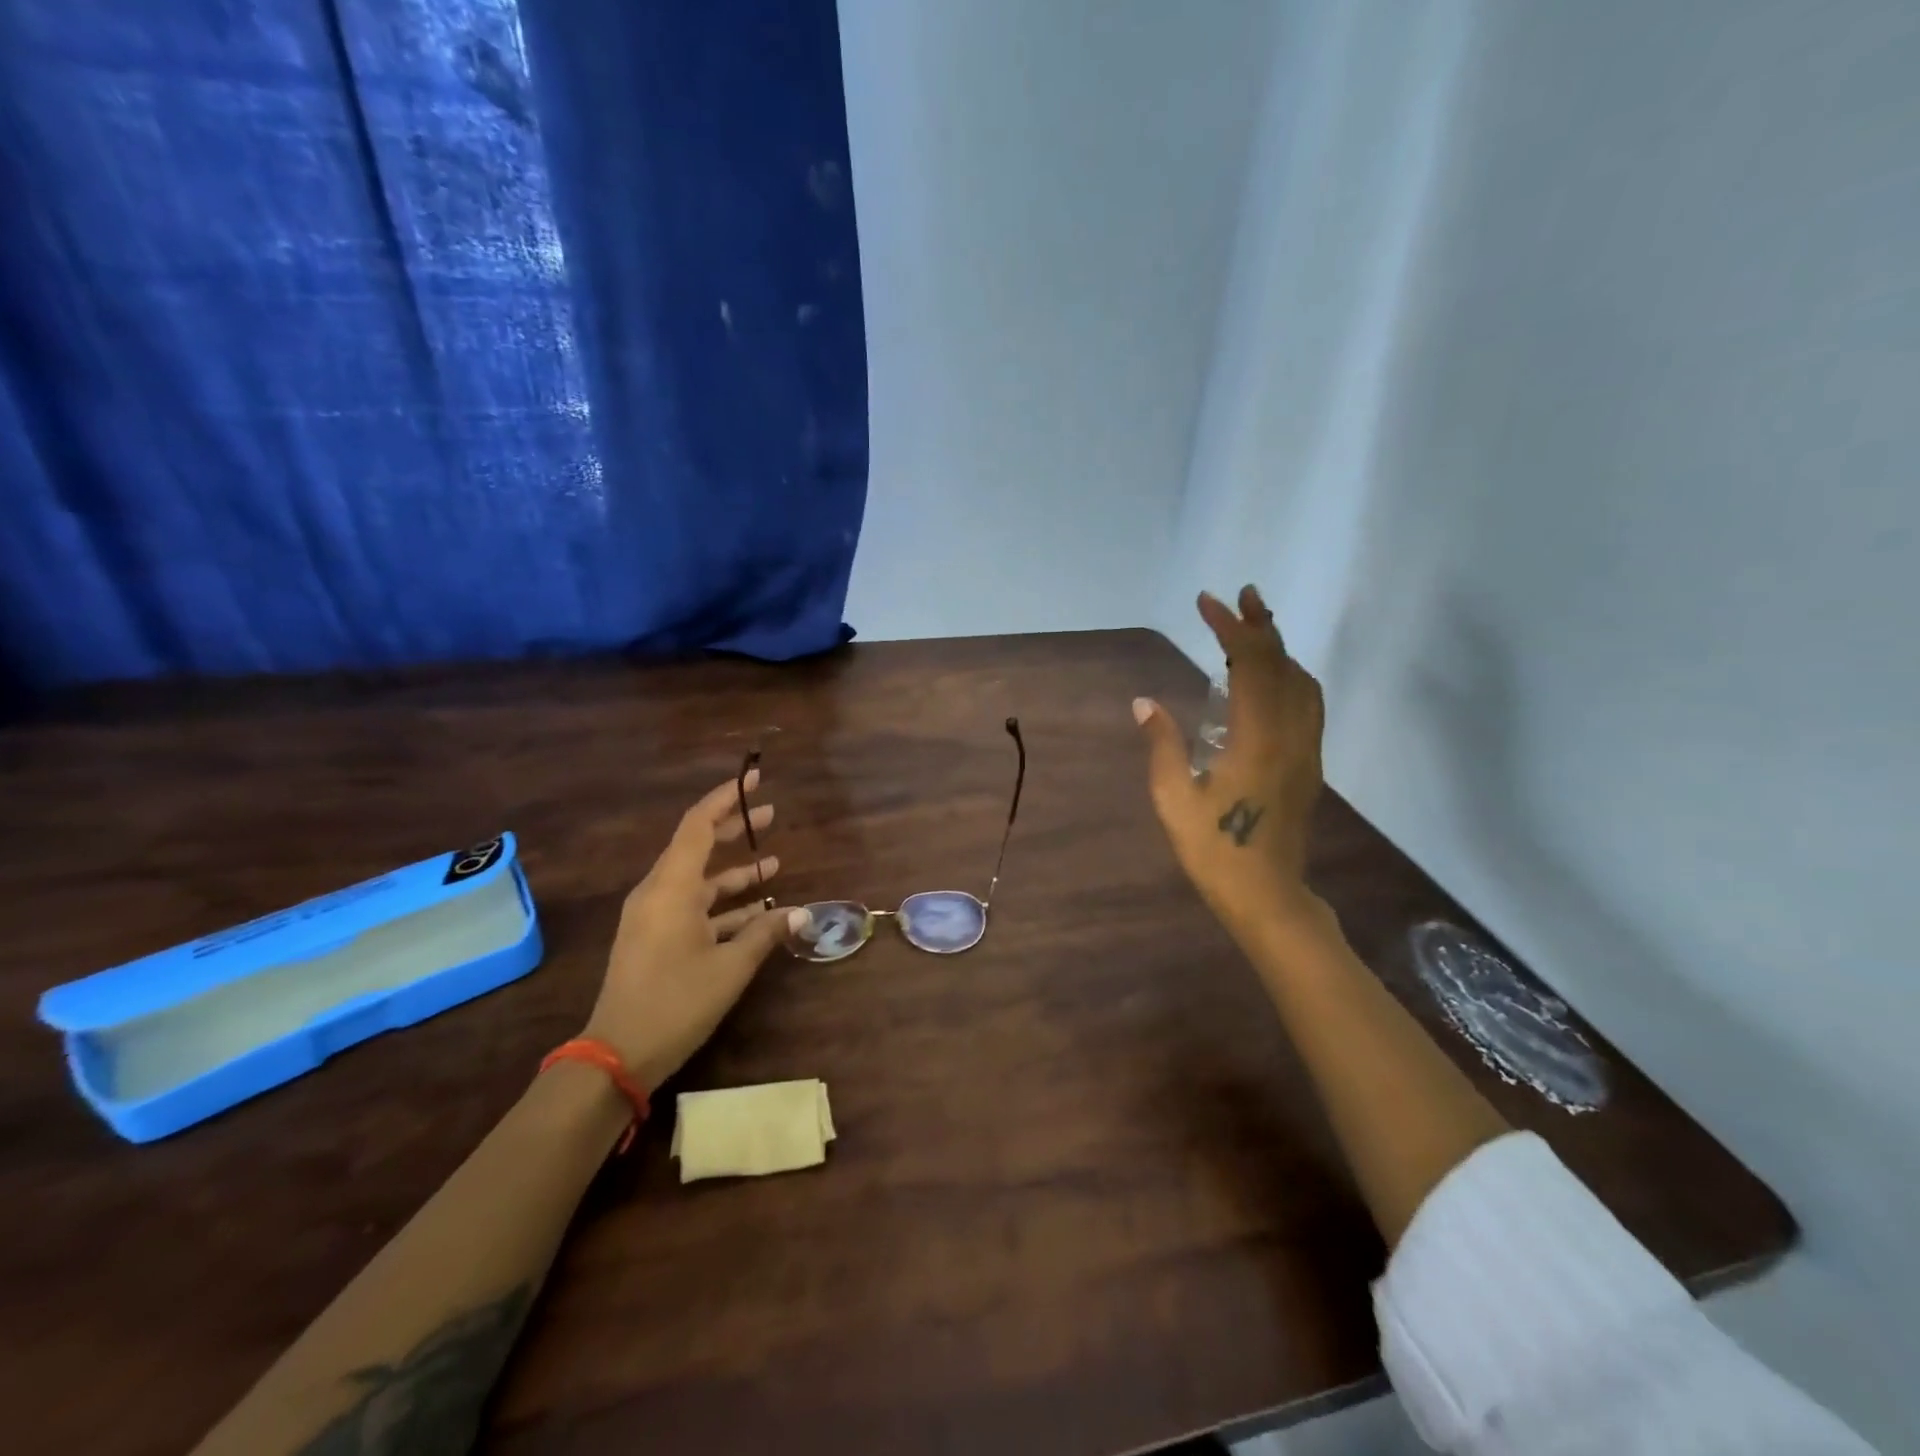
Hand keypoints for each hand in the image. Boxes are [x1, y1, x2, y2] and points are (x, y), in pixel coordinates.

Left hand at [582, 769, 806, 1089]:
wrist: (617, 1055)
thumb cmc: (676, 1002)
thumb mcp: (730, 967)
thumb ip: (766, 932)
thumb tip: (800, 912)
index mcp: (671, 888)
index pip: (698, 825)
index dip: (727, 799)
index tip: (755, 779)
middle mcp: (659, 892)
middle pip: (698, 846)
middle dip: (734, 829)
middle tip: (770, 814)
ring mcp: (654, 916)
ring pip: (699, 880)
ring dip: (735, 872)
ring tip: (774, 864)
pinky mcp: (655, 938)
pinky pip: (693, 907)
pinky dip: (724, 905)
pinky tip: (758, 912)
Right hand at [1134, 585, 1327, 935]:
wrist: (1267, 896)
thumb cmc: (1215, 852)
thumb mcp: (1173, 800)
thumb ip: (1162, 745)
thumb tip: (1145, 702)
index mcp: (1258, 740)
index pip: (1250, 666)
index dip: (1230, 629)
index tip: (1208, 603)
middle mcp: (1291, 735)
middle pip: (1282, 665)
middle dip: (1259, 626)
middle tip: (1238, 597)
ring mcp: (1306, 750)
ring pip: (1302, 682)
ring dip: (1279, 649)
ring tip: (1253, 630)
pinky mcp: (1309, 764)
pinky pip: (1307, 704)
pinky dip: (1289, 675)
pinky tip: (1271, 679)